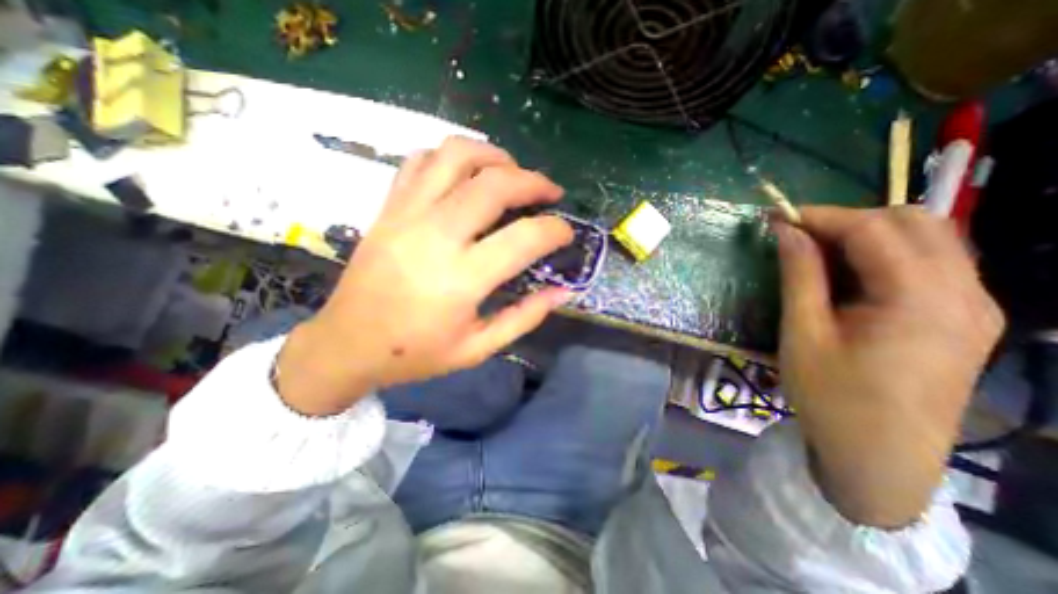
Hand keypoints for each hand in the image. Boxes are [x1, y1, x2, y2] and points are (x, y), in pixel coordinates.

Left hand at [272, 137, 571, 418]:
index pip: (524, 238)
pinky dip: (452, 157)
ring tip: (512, 172)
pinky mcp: (388, 208)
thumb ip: (524, 317)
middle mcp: (435, 236)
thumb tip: (562, 292)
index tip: (566, 232)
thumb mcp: (478, 348)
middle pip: (495, 184)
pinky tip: (467, 175)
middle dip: (533, 181)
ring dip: (494, 156)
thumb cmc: (415, 353)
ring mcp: (407, 215)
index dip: (556, 230)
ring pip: (456, 156)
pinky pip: (421, 161)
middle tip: (549, 192)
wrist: (347, 345)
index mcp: (462, 279)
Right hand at [774, 206, 1002, 525]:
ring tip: (818, 252)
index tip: (775, 216)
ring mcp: (975, 306)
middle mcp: (965, 294)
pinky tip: (850, 274)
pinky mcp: (966, 318)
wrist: (879, 456)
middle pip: (913, 223)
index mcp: (920, 300)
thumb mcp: (803, 333)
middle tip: (797, 237)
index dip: (819, 216)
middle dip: (846, 219)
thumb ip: (799, 275)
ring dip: (867, 234)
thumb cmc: (830, 395)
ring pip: (929, 238)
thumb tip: (786, 232)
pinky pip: (932, 263)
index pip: (872, 230)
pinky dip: (885, 254)